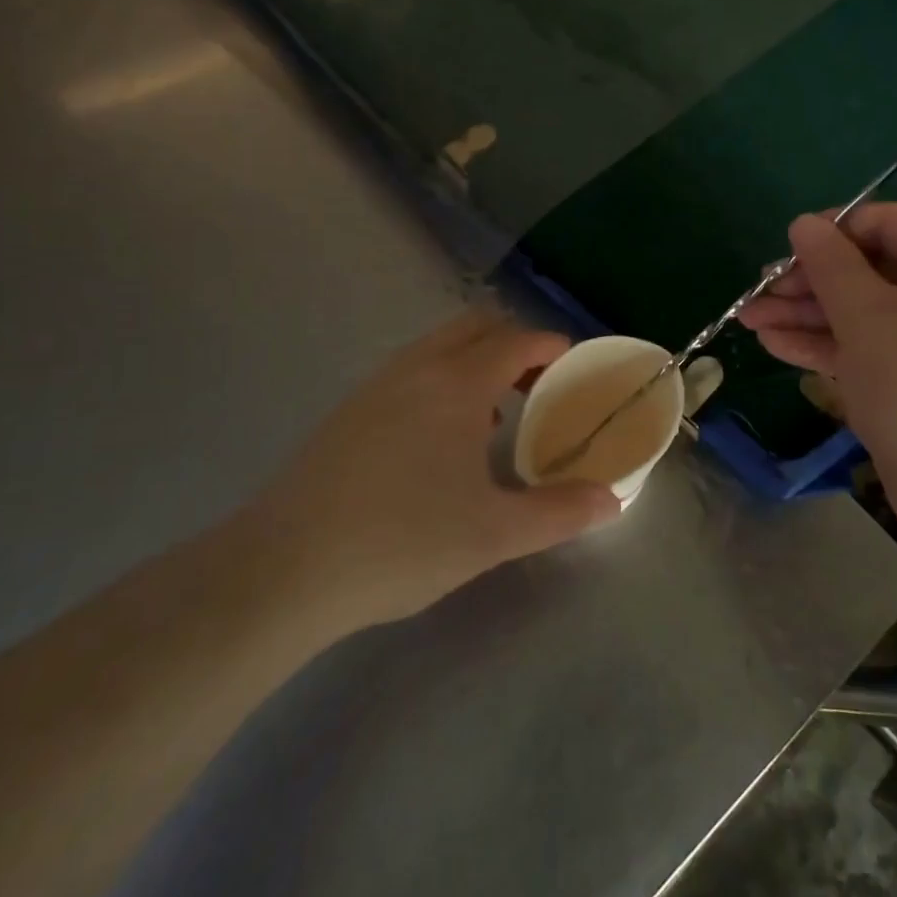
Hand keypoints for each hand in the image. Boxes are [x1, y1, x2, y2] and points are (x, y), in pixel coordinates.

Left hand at [249, 309, 619, 628]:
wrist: (282, 570)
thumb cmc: (401, 542)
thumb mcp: (494, 534)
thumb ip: (560, 512)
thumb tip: (614, 500)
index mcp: (457, 383)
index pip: (517, 340)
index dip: (552, 347)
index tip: (576, 369)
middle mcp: (416, 369)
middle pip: (475, 327)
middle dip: (515, 344)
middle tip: (540, 386)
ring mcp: (375, 387)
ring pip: (438, 347)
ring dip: (475, 362)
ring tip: (495, 415)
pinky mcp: (347, 412)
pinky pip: (410, 372)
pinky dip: (442, 381)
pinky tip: (440, 441)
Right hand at [738, 204, 896, 541]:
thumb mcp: (868, 316)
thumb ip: (831, 264)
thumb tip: (804, 223)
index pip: (888, 223)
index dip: (833, 229)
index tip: (786, 248)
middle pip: (869, 270)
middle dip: (808, 280)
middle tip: (757, 293)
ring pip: (862, 313)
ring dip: (806, 315)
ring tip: (749, 320)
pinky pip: (868, 349)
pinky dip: (825, 345)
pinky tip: (775, 345)